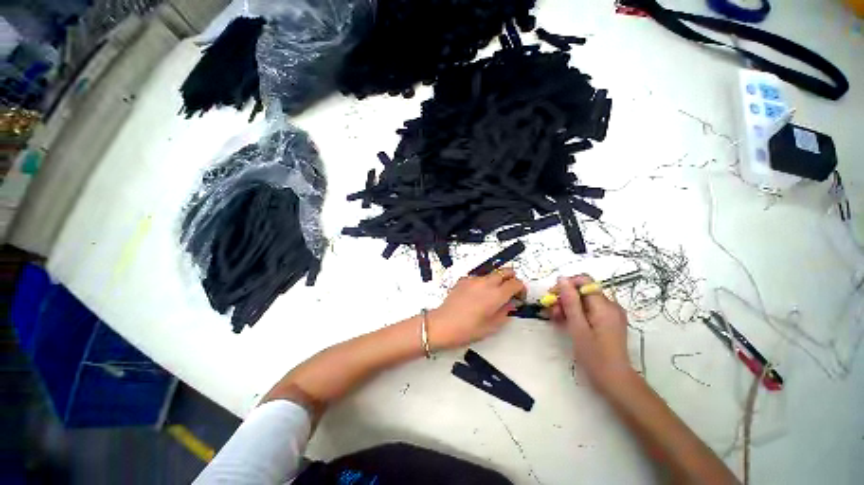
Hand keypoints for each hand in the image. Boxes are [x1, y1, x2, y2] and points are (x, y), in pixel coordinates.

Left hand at [428, 268, 526, 349]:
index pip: (516, 283)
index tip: (519, 297)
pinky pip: (478, 277)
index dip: (521, 289)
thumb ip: (505, 312)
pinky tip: (476, 296)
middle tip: (509, 292)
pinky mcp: (463, 280)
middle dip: (511, 279)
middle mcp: (486, 283)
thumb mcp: (491, 326)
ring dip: (496, 281)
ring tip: (491, 296)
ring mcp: (473, 279)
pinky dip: (482, 283)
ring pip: (491, 274)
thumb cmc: (467, 329)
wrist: (443, 324)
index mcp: (496, 295)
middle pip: (506, 271)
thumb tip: (510, 304)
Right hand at [550, 275, 633, 391]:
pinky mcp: (608, 321)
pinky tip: (567, 322)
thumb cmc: (594, 355)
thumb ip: (570, 301)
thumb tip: (562, 278)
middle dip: (565, 298)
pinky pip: (589, 309)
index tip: (552, 296)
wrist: (614, 380)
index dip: (566, 285)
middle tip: (552, 311)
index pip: (584, 281)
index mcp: (604, 305)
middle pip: (583, 291)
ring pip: (584, 300)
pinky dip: (577, 313)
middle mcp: (610, 305)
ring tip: (557, 319)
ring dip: (568, 306)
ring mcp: (610, 313)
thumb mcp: (578, 327)